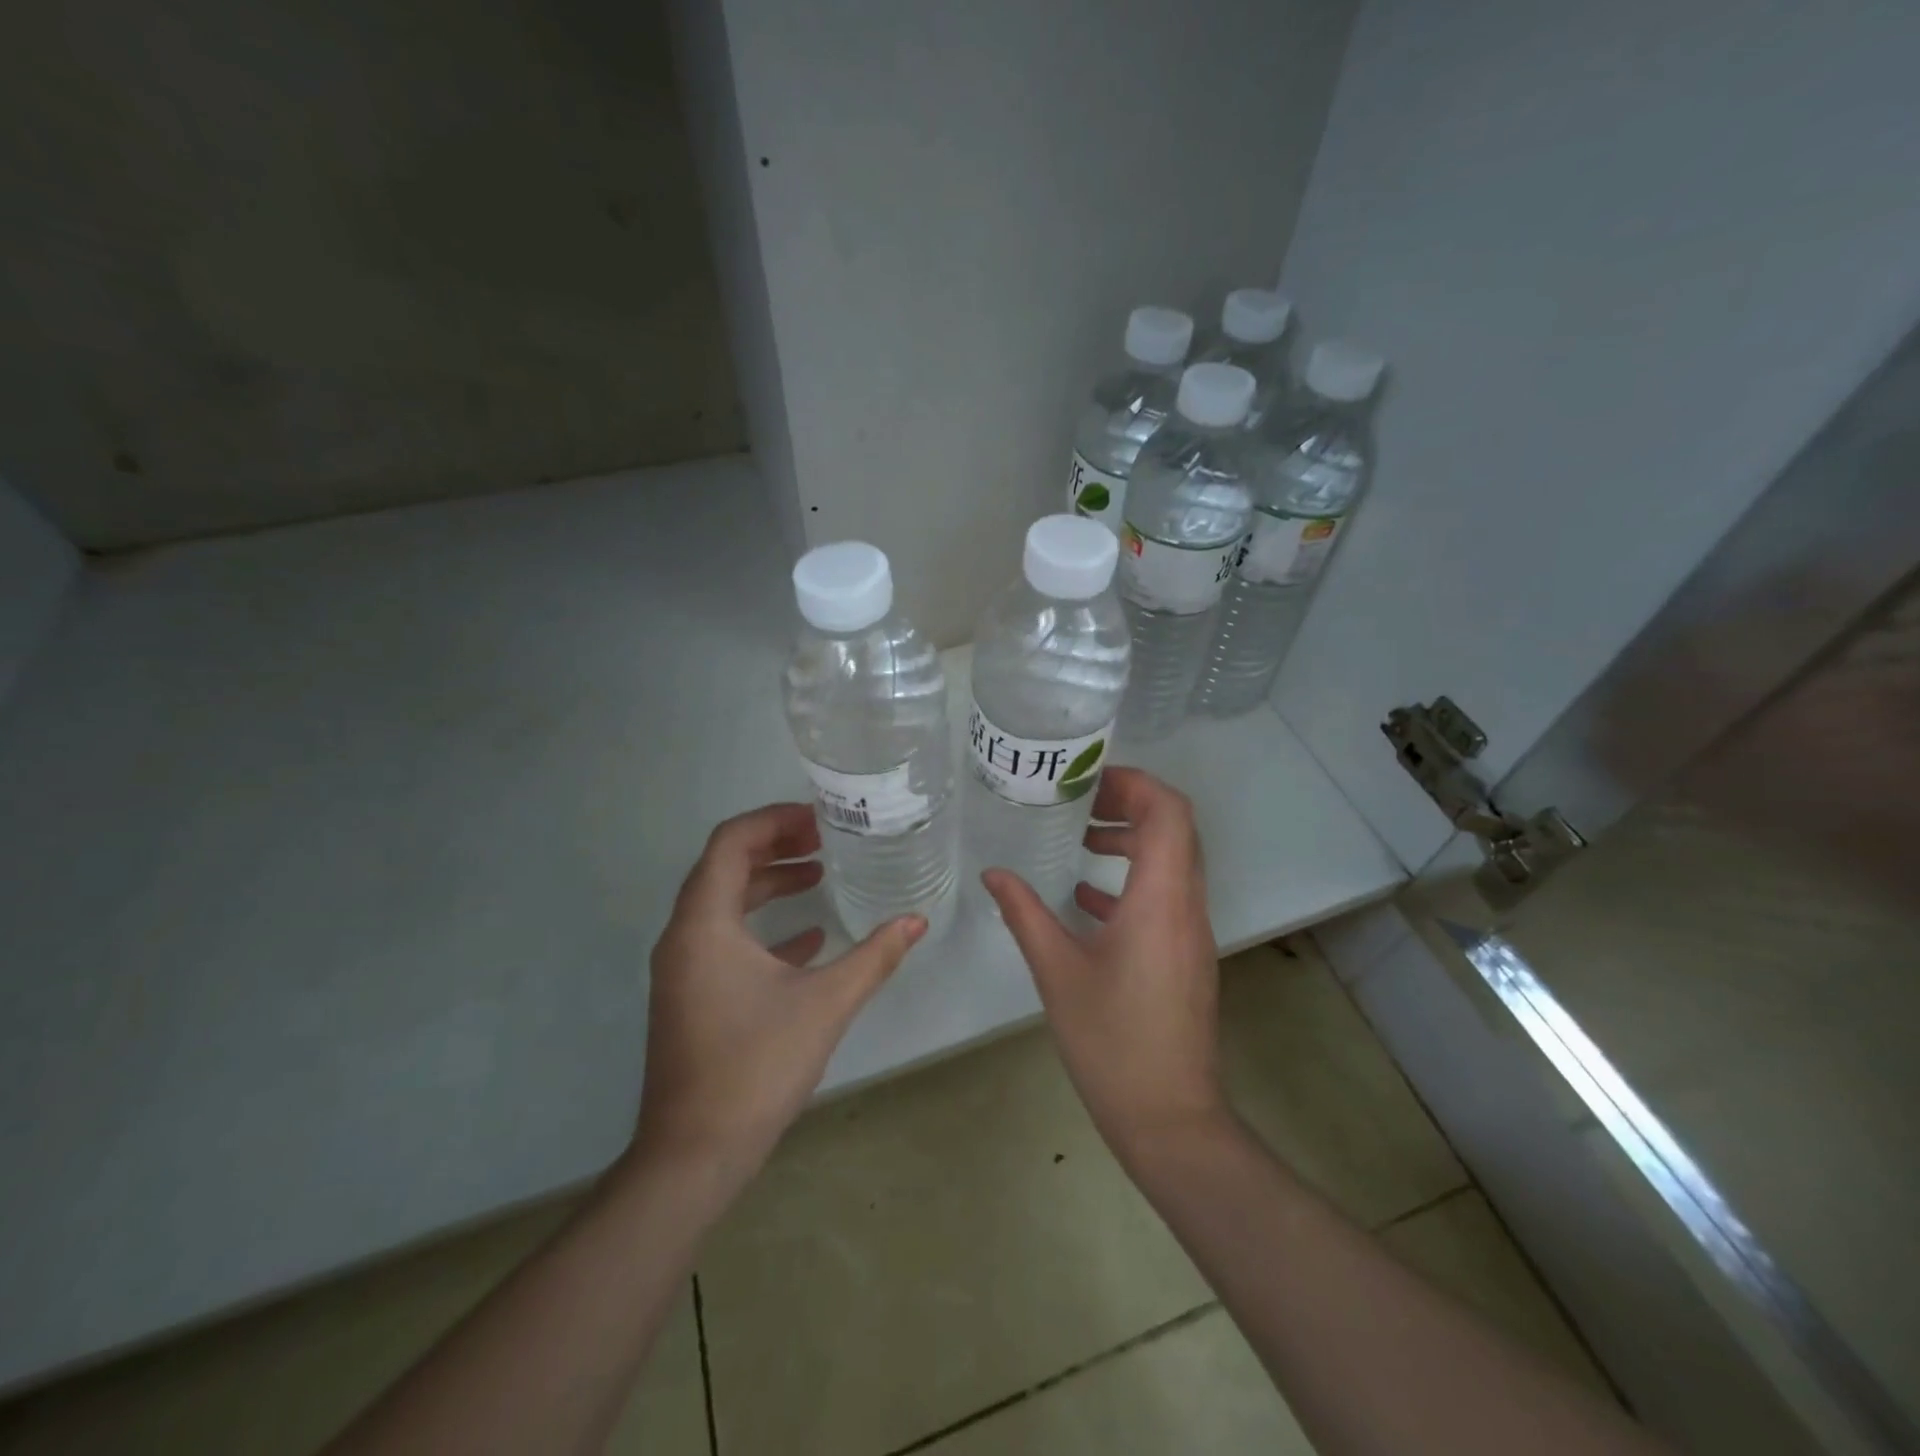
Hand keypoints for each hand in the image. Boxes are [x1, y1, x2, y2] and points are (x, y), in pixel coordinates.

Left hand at [632, 803, 925, 1183]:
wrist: (694, 1154)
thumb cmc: (756, 1066)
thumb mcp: (825, 1003)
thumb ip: (874, 956)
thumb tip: (917, 919)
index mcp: (705, 923)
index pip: (731, 842)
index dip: (774, 820)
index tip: (819, 818)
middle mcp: (684, 935)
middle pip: (725, 866)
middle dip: (775, 846)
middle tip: (824, 840)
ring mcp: (683, 968)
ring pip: (724, 903)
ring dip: (768, 884)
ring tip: (818, 876)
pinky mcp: (691, 996)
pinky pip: (725, 940)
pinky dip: (762, 926)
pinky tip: (809, 938)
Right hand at [982, 768, 1227, 1162]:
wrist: (1170, 1118)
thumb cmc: (1112, 1041)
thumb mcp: (1057, 972)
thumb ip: (1025, 914)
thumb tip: (994, 873)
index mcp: (1160, 899)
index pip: (1170, 812)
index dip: (1134, 783)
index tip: (1088, 782)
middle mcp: (1186, 905)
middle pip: (1175, 827)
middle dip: (1130, 804)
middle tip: (1078, 803)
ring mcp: (1191, 931)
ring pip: (1173, 860)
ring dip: (1132, 840)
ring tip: (1080, 840)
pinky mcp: (1185, 954)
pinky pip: (1166, 894)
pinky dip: (1133, 879)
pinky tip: (1086, 898)